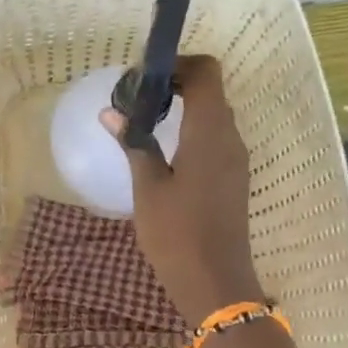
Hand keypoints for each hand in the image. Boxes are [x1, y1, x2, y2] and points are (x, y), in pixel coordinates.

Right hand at [101, 55, 261, 323]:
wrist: (215, 283)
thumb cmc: (177, 234)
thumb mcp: (147, 187)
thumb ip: (134, 143)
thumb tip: (112, 112)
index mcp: (210, 133)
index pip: (205, 73)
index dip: (176, 64)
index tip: (143, 77)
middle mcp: (230, 138)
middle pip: (210, 90)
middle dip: (174, 84)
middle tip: (135, 98)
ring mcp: (236, 158)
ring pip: (212, 114)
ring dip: (182, 107)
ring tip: (142, 122)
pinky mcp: (233, 176)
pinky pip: (214, 137)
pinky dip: (190, 130)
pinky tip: (161, 150)